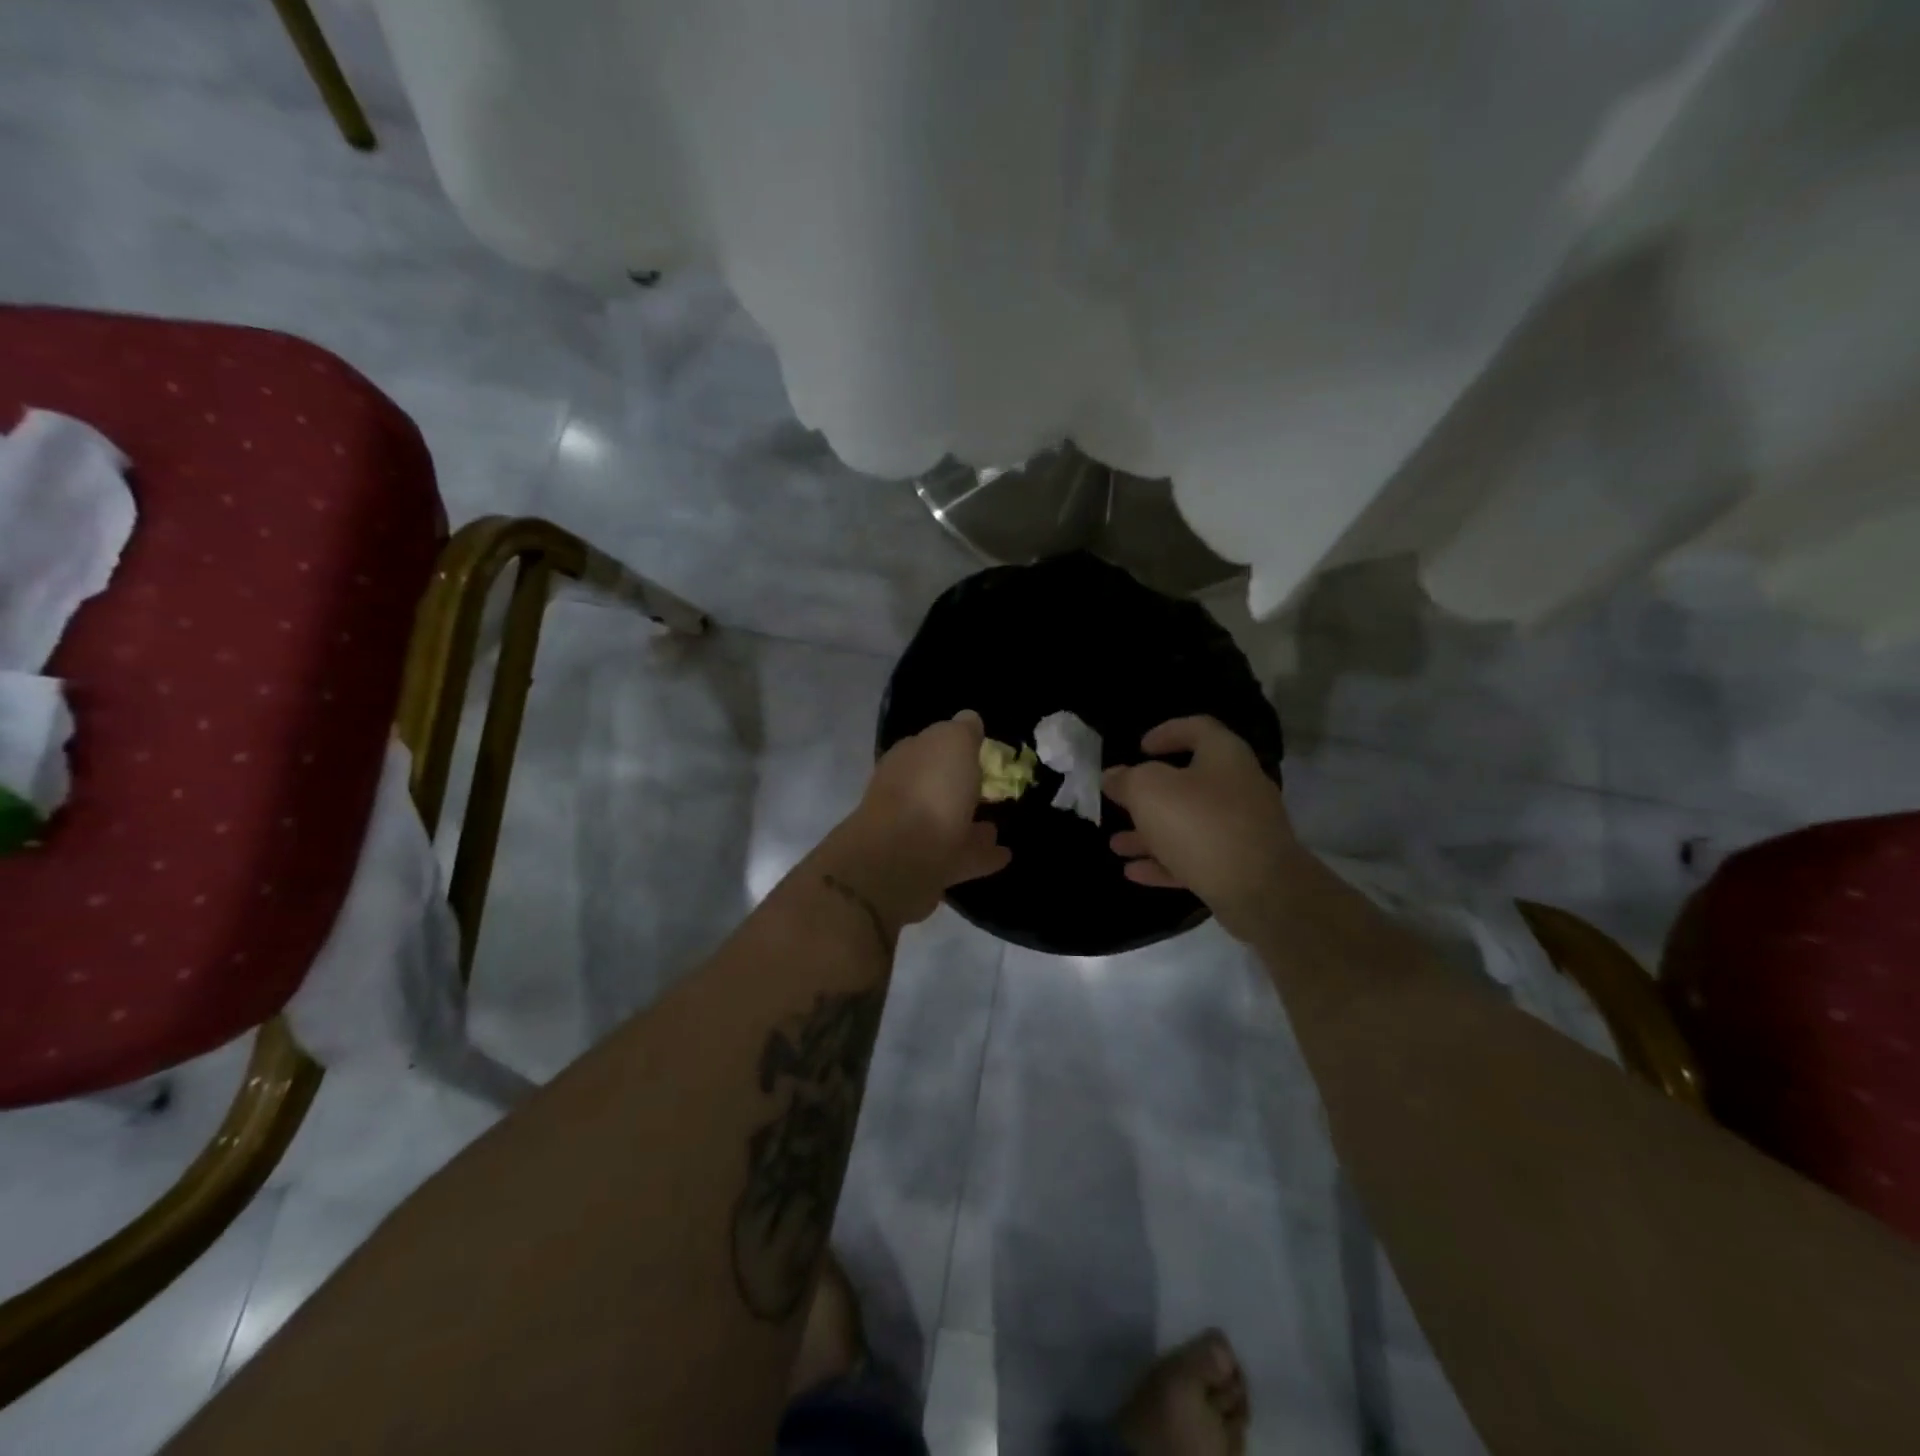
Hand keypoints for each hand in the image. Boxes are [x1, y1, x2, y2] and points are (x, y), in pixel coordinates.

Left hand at [820, 710, 1010, 929]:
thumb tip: (969, 720)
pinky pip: (961, 857)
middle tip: (994, 787)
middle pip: (938, 785)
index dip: (956, 745)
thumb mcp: (952, 743)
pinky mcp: (928, 869)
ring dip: (972, 823)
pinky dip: (981, 855)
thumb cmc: (930, 791)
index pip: (931, 745)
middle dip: (961, 786)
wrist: (900, 860)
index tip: (982, 750)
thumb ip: (963, 731)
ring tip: (999, 825)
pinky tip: (1005, 854)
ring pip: (949, 823)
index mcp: (909, 759)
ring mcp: (916, 834)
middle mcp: (907, 793)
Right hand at [1103, 716, 1301, 941]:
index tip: (1140, 748)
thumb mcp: (1149, 791)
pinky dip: (1165, 861)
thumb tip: (1112, 776)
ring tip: (1116, 844)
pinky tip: (1133, 872)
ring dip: (1150, 834)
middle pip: (1190, 782)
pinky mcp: (1240, 866)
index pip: (1197, 728)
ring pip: (1189, 824)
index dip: (1167, 732)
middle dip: (1149, 795)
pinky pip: (1196, 857)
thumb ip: (1127, 780)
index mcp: (1224, 756)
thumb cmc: (1200, 823)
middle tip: (1121, 801)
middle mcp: (1238, 787)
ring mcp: (1242, 829)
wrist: (1259, 890)